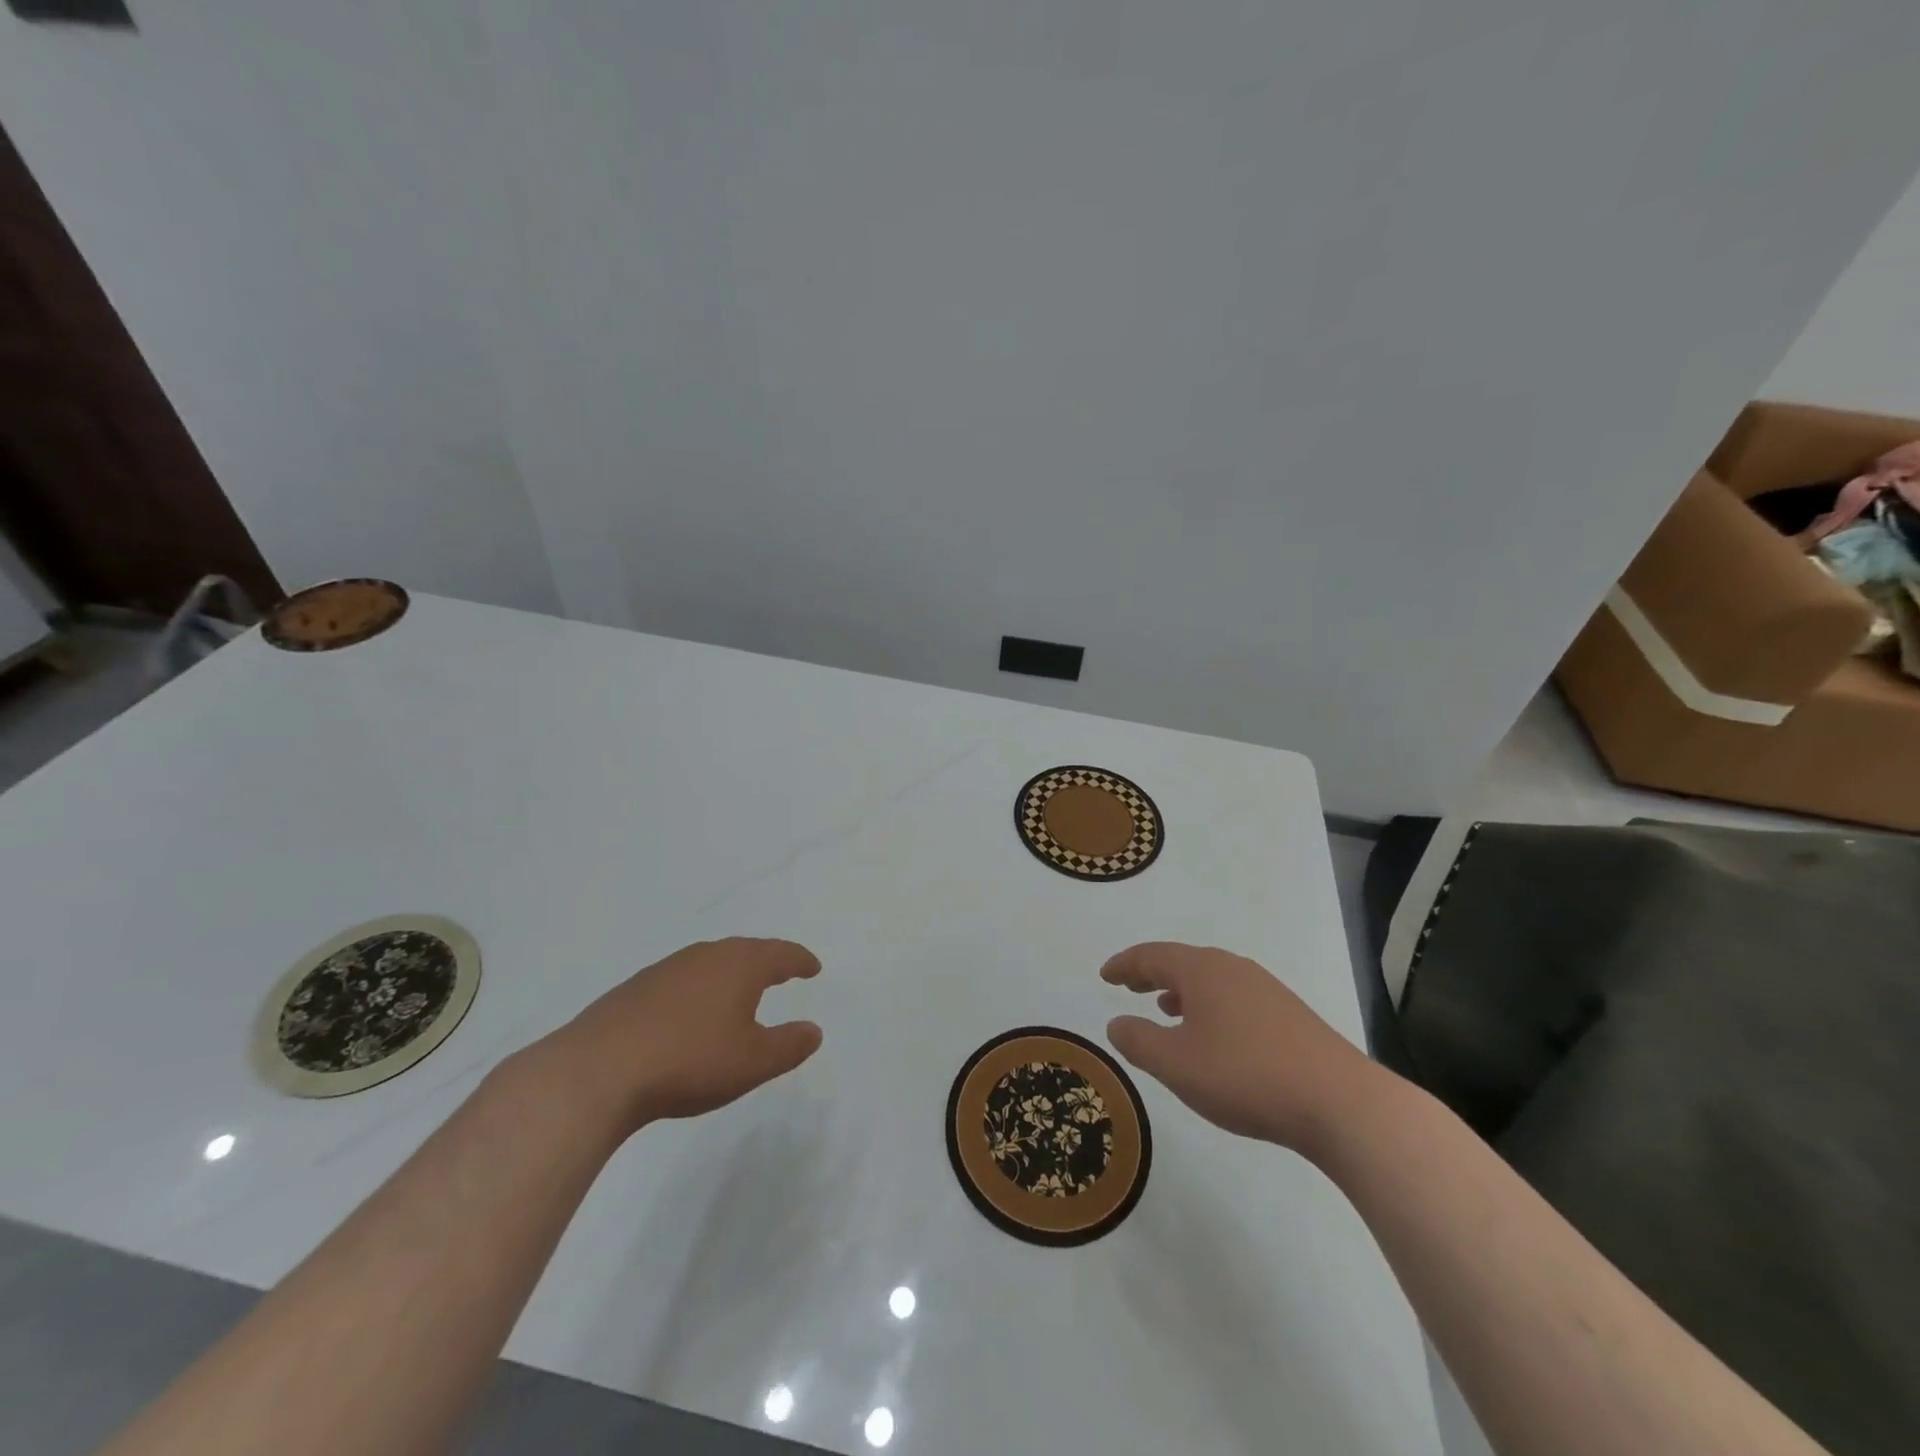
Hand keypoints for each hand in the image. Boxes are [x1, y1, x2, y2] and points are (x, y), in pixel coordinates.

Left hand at [547, 938, 822, 1135]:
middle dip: (766, 961)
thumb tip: (813, 1030)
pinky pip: (681, 980)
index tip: (813, 967)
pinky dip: (698, 989)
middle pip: (745, 951)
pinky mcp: (634, 989)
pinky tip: (690, 1013)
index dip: (800, 960)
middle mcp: (705, 956)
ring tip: (739, 990)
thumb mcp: (753, 1062)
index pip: (780, 954)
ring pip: (710, 962)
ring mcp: (666, 970)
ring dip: (730, 973)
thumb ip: (789, 1044)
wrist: (598, 1071)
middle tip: (782, 972)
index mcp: (739, 965)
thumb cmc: (690, 1061)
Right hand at [1102, 942, 1378, 1154]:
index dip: (1124, 965)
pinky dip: (1208, 1005)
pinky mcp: (1288, 1014)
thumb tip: (1116, 1023)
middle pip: (1182, 961)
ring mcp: (1265, 989)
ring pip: (1210, 979)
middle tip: (1128, 985)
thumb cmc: (1245, 1076)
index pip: (1152, 956)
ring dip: (1181, 990)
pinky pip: (1233, 996)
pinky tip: (1213, 1034)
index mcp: (1202, 970)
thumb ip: (1138, 1041)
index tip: (1105, 974)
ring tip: (1165, 1008)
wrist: (1340, 1103)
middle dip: (1151, 972)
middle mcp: (1232, 968)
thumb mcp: (1176, 1064)